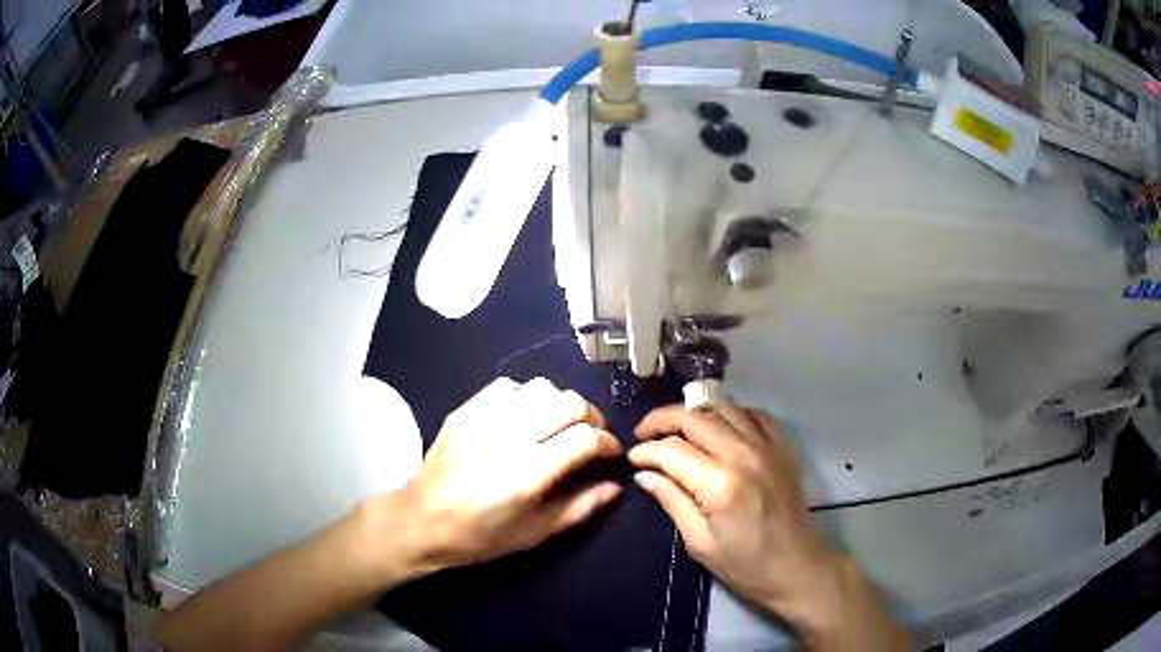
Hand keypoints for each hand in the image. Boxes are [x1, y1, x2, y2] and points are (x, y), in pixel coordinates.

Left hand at [385, 377, 622, 575]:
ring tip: (560, 425)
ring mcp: (483, 418)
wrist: (420, 521)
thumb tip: (615, 486)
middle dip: (591, 417)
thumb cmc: (479, 537)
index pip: (584, 438)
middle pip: (568, 403)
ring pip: (540, 387)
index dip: (607, 442)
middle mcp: (508, 437)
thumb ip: (580, 508)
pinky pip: (508, 386)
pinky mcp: (465, 410)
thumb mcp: (534, 534)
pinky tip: (526, 417)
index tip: (611, 453)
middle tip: (592, 436)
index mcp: (527, 473)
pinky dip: (527, 397)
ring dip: (560, 404)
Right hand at [628, 405, 908, 650]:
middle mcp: (743, 455)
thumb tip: (645, 475)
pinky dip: (732, 413)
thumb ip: (672, 501)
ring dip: (694, 413)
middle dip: (662, 420)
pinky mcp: (782, 448)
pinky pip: (754, 414)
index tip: (632, 459)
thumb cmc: (746, 566)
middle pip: (695, 417)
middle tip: (645, 433)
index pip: (671, 450)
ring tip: (677, 428)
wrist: (799, 567)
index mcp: (719, 484)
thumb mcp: (699, 543)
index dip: (645, 450)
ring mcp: (767, 447)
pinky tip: (719, 427)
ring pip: (723, 407)